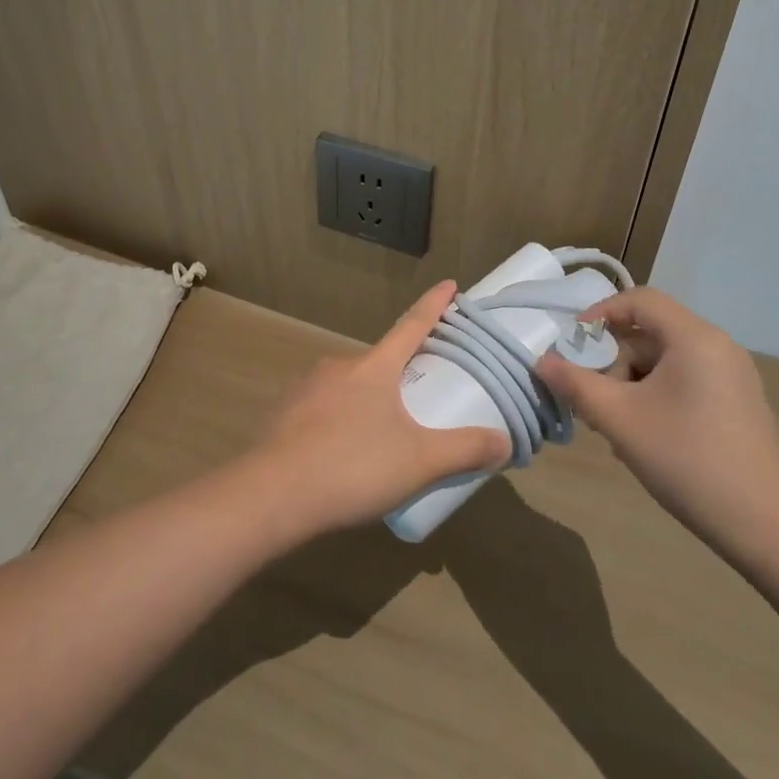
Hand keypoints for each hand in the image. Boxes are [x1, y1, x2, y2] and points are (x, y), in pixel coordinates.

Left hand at [249, 281, 511, 535]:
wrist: (272, 494)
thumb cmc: (352, 466)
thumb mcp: (419, 462)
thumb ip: (465, 450)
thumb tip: (506, 442)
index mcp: (374, 367)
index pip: (412, 325)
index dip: (434, 305)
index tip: (449, 283)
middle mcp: (339, 367)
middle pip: (380, 360)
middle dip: (401, 372)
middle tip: (420, 396)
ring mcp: (307, 388)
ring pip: (349, 387)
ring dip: (368, 401)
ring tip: (382, 437)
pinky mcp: (285, 414)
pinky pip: (323, 409)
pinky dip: (340, 422)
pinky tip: (343, 454)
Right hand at [536, 288, 778, 565]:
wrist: (769, 529)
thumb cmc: (689, 462)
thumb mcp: (621, 420)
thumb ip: (576, 385)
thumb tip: (542, 361)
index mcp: (695, 338)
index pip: (639, 300)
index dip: (599, 314)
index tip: (573, 346)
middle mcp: (718, 346)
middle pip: (650, 332)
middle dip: (613, 361)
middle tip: (592, 400)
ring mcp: (732, 376)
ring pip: (665, 361)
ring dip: (631, 385)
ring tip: (616, 428)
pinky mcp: (737, 404)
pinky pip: (684, 382)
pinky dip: (656, 397)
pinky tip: (646, 438)